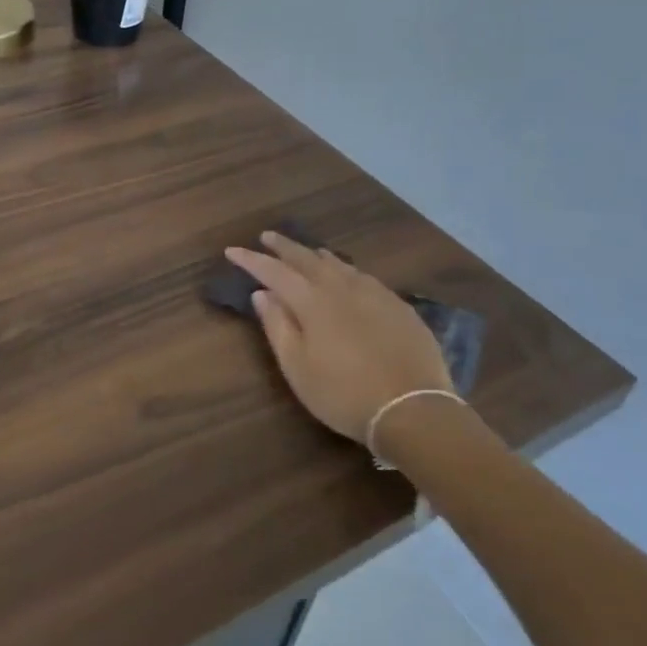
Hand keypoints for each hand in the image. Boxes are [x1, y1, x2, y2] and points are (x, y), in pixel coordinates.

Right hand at [226, 233, 452, 451]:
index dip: (251, 260)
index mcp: (311, 302)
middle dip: (283, 246)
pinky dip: (345, 269)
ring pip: (338, 263)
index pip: (274, 271)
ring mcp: (373, 293)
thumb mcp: (298, 367)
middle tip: (267, 236)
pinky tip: (348, 276)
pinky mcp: (398, 306)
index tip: (232, 250)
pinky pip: (363, 276)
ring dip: (315, 254)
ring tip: (305, 251)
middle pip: (306, 258)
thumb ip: (277, 326)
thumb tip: (261, 294)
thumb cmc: (344, 394)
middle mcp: (341, 288)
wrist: (414, 409)